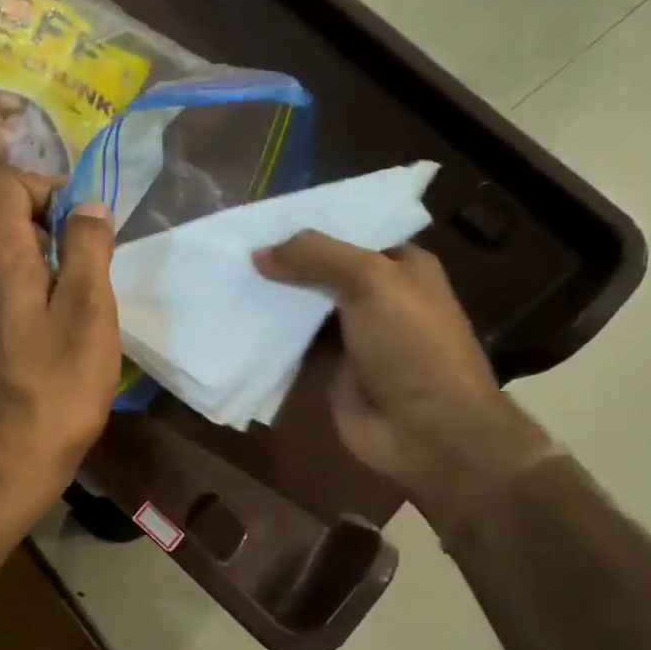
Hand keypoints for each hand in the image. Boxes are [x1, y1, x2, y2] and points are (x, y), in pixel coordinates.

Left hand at [0, 164, 120, 494]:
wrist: (5, 460)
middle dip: (36, 208)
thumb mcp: (88, 313)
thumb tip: (87, 206)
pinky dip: (16, 270)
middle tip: (75, 247)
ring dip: (28, 242)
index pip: (0, 179)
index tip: (78, 224)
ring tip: (67, 279)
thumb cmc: (56, 388)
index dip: (44, 185)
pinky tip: (48, 310)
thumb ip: (87, 250)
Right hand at [252, 235, 554, 528]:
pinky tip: (232, 318)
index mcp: (401, 266)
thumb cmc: (411, 345)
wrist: (427, 430)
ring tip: (223, 276)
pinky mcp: (329, 367)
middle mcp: (377, 295)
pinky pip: (292, 342)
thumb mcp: (370, 282)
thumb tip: (258, 254)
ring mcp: (352, 333)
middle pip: (321, 269)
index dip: (308, 225)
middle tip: (231, 247)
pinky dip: (267, 333)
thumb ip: (316, 257)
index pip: (349, 232)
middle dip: (282, 260)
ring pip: (303, 306)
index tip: (259, 219)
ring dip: (271, 296)